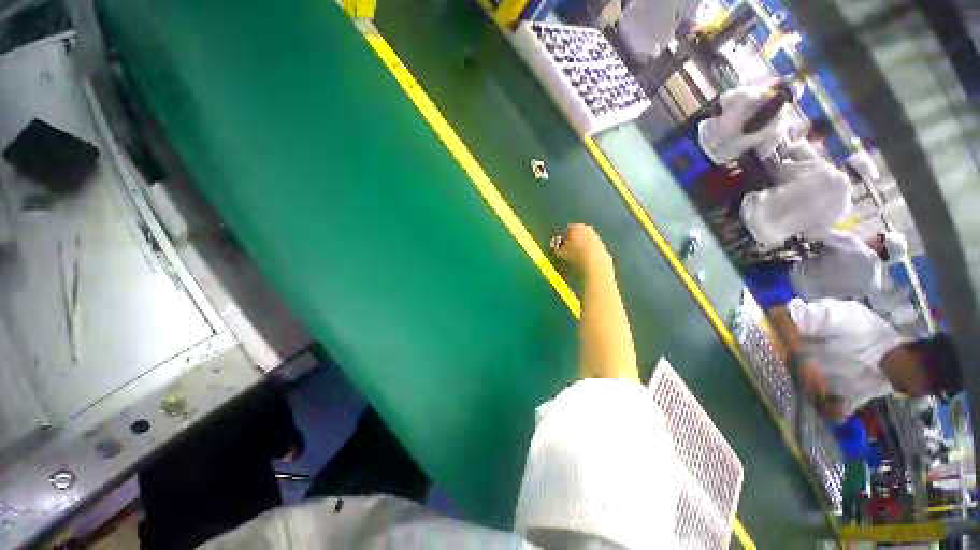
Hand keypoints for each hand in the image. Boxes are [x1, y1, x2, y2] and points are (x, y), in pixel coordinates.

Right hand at [551, 224, 612, 276]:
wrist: (595, 267)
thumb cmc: (573, 257)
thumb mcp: (558, 253)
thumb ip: (555, 247)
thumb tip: (556, 246)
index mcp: (576, 227)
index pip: (566, 229)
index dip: (562, 238)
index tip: (558, 247)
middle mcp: (588, 230)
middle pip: (578, 234)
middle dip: (573, 242)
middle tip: (566, 253)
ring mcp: (598, 240)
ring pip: (586, 242)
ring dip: (581, 249)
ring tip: (575, 260)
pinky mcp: (605, 250)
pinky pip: (593, 251)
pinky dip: (589, 256)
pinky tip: (585, 264)